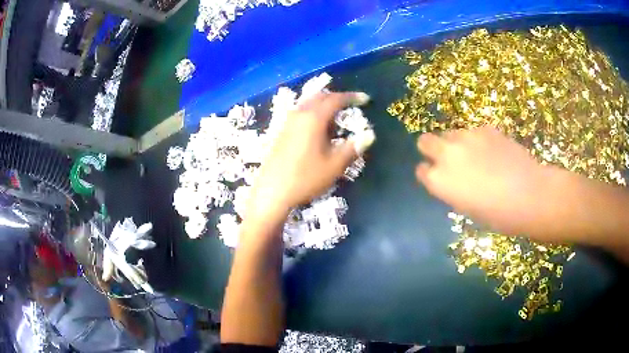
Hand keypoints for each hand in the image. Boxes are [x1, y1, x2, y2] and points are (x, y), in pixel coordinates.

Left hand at [246, 92, 372, 221]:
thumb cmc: (305, 178)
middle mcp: (299, 115)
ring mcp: (287, 123)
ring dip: (324, 107)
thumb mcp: (334, 165)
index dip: (351, 97)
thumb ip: (353, 148)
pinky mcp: (280, 132)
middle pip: (319, 98)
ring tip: (336, 120)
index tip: (365, 99)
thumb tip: (369, 135)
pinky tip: (318, 131)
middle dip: (337, 98)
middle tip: (351, 106)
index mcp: (313, 118)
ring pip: (308, 105)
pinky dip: (313, 115)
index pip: (335, 100)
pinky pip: (300, 115)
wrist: (272, 192)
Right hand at [415, 126, 556, 237]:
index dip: (429, 173)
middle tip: (450, 160)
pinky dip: (478, 141)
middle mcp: (447, 154)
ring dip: (457, 144)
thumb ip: (453, 189)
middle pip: (425, 141)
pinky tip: (494, 152)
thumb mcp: (467, 208)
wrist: (529, 195)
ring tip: (477, 157)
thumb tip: (454, 179)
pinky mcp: (485, 128)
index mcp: (439, 180)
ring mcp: (466, 137)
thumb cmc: (498, 215)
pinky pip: (473, 132)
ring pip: (451, 134)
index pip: (421, 170)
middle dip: (432, 149)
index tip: (438, 178)